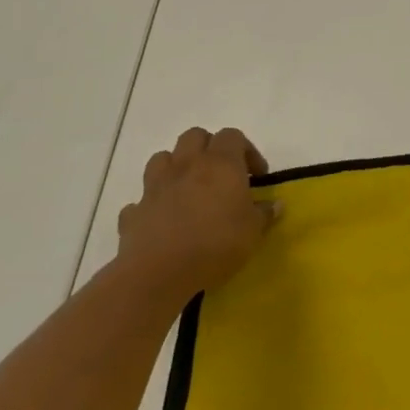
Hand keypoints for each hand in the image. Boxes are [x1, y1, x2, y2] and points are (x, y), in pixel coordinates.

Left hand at [116, 127, 277, 306]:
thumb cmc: (216, 244)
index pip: (233, 136)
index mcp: (220, 164)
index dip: (247, 151)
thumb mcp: (253, 231)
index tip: (256, 176)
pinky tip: (162, 219)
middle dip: (208, 148)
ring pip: (162, 158)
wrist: (159, 274)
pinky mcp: (134, 213)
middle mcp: (187, 166)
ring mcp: (156, 187)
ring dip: (175, 167)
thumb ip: (264, 213)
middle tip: (221, 173)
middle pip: (194, 136)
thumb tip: (275, 204)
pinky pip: (141, 200)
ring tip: (188, 189)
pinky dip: (152, 204)